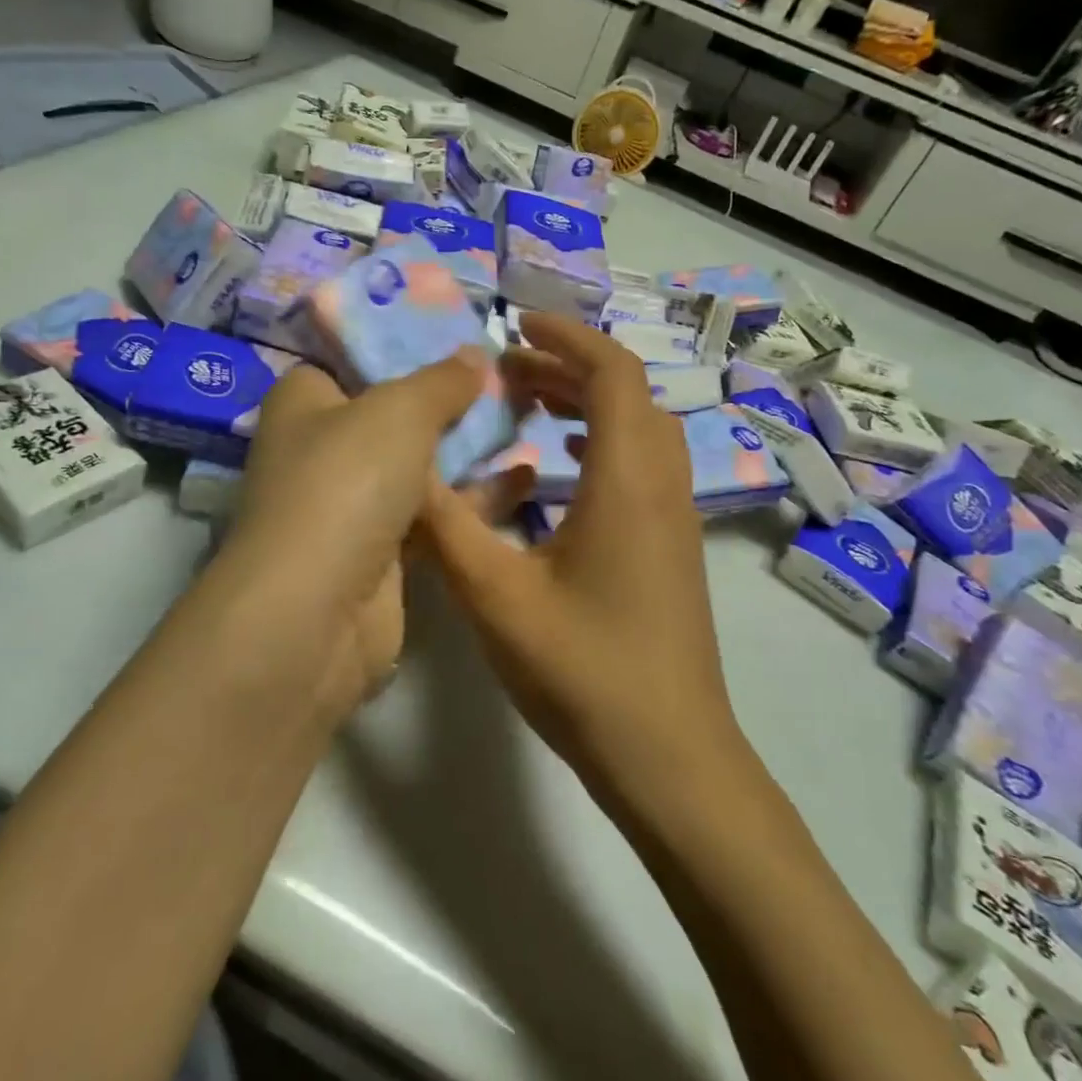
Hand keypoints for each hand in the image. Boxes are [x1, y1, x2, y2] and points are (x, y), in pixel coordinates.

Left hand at [219, 350, 520, 714]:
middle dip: (451, 400)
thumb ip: (441, 380)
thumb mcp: (399, 411)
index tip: (463, 338)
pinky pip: (434, 513)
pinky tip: (524, 477)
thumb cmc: (346, 483)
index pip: (355, 357)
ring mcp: (353, 503)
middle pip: (396, 413)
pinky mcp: (382, 551)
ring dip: (469, 449)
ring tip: (530, 420)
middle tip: (510, 381)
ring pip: (420, 465)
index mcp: (306, 400)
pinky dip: (472, 497)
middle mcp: (323, 448)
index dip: (406, 344)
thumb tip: (473, 354)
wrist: (317, 612)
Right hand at [421, 314, 743, 803]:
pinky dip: (599, 442)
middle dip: (566, 367)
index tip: (514, 325)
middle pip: (627, 394)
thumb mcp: (495, 597)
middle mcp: (662, 485)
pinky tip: (557, 470)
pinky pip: (641, 464)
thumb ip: (445, 526)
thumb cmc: (584, 671)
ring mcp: (676, 517)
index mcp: (627, 480)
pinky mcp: (672, 546)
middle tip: (505, 372)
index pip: (611, 373)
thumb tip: (405, 469)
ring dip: (585, 403)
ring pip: (638, 429)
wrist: (670, 755)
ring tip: (526, 407)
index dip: (566, 336)